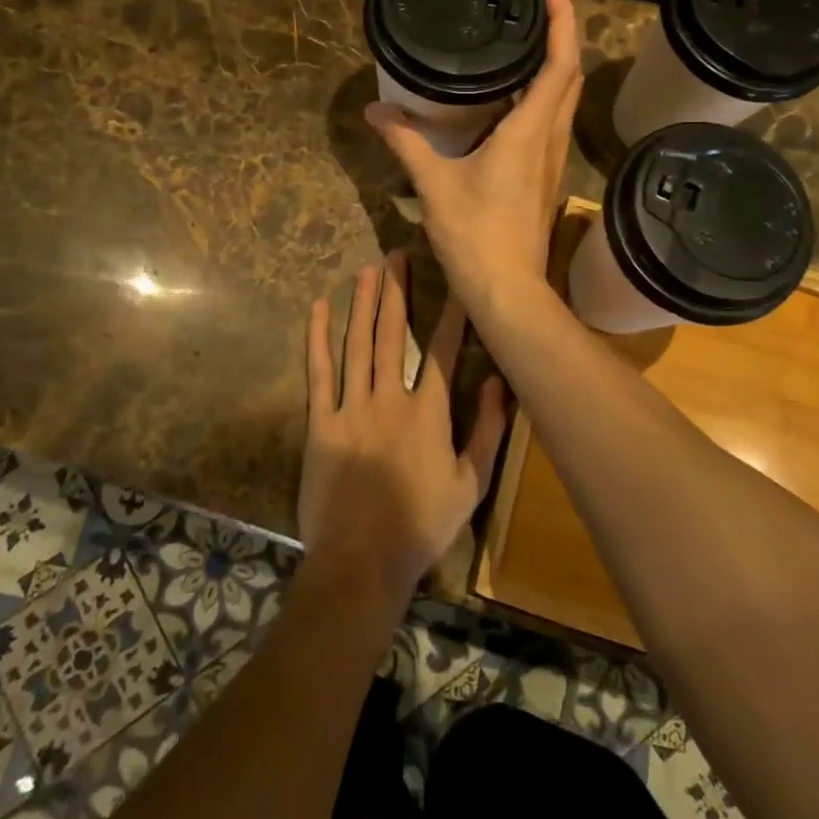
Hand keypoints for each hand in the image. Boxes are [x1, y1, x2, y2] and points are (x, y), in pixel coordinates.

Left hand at [298, 253, 506, 607]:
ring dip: (363, 304)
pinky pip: (320, 372)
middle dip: (398, 292)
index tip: (457, 280)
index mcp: (428, 413)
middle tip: (397, 256)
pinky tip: (318, 308)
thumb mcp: (470, 485)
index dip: (452, 313)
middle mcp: (390, 399)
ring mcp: (352, 408)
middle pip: (395, 334)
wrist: (361, 562)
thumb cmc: (421, 526)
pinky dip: (318, 338)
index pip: (445, 351)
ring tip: (367, 269)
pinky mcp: (321, 423)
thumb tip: (500, 382)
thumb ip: (488, 432)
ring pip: (358, 344)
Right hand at [365, 0, 582, 312]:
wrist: (507, 290)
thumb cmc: (475, 236)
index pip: (559, 64)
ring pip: (565, 99)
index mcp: (528, 132)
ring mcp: (551, 160)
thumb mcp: (434, 185)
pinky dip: (544, 94)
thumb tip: (376, 113)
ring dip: (557, 63)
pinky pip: (552, 121)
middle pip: (570, 75)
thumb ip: (406, 144)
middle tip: (536, 3)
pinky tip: (516, 96)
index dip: (562, 20)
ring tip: (526, 39)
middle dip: (562, 32)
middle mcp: (548, 139)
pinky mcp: (545, 177)